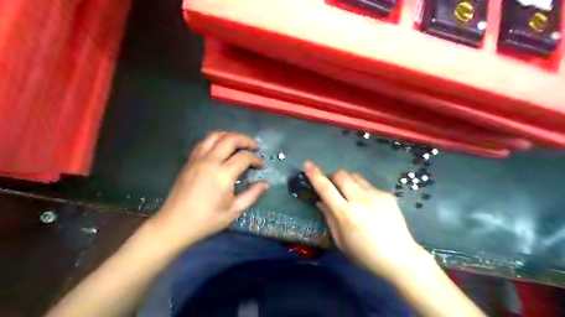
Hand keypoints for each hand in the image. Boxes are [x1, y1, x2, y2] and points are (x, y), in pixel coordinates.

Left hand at [151, 132, 266, 244]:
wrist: (175, 224)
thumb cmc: (207, 220)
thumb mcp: (233, 211)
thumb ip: (251, 195)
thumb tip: (264, 184)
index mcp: (223, 175)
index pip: (244, 157)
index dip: (256, 159)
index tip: (260, 166)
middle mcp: (210, 162)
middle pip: (230, 139)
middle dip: (246, 139)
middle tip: (255, 147)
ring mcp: (197, 159)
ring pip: (215, 135)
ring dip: (230, 135)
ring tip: (239, 143)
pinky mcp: (189, 161)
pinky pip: (203, 142)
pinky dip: (215, 140)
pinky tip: (221, 148)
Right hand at [305, 162, 423, 279]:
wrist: (400, 257)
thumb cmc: (365, 254)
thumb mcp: (341, 241)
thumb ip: (329, 218)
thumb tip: (320, 201)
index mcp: (346, 214)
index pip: (326, 188)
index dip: (315, 175)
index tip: (308, 164)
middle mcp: (360, 200)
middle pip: (341, 175)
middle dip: (333, 177)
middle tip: (333, 186)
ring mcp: (375, 195)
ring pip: (355, 176)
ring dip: (348, 181)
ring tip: (351, 194)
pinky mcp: (387, 195)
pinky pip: (369, 185)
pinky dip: (362, 190)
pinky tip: (368, 205)